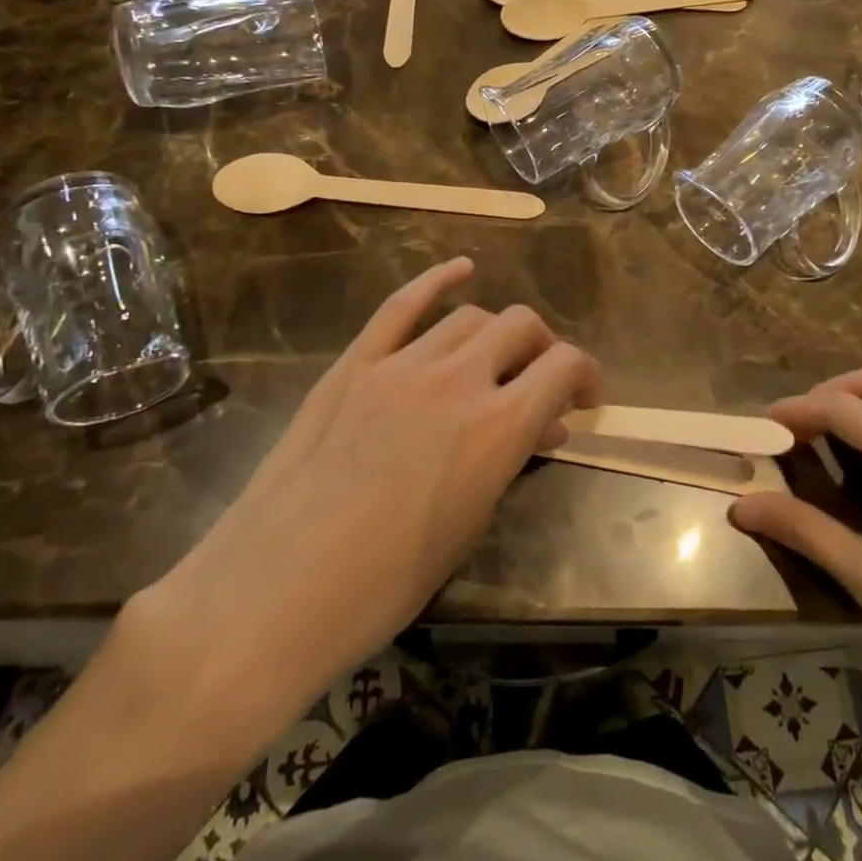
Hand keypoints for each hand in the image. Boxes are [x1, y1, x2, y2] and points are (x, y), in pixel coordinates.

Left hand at [134, 258, 600, 744]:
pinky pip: (402, 305)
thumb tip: (545, 426)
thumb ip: (512, 460)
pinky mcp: (356, 363)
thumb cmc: (385, 583)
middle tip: (539, 381)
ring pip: (469, 316)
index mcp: (497, 428)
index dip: (585, 374)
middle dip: (543, 348)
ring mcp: (402, 364)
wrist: (275, 590)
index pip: (563, 366)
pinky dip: (437, 281)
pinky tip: (460, 270)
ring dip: (496, 333)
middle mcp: (458, 379)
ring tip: (494, 359)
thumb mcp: (469, 524)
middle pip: (521, 326)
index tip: (585, 397)